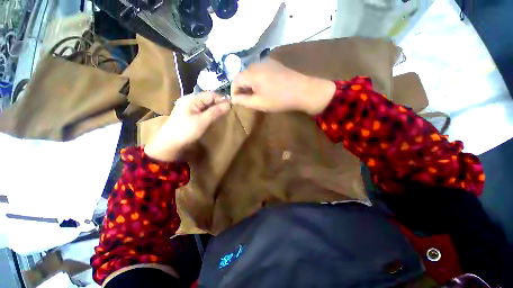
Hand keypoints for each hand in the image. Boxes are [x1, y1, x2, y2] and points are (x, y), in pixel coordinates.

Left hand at [144, 92, 230, 161]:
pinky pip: (202, 111)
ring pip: (206, 105)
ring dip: (215, 110)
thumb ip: (216, 111)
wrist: (169, 144)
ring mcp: (189, 108)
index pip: (211, 95)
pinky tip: (214, 118)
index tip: (231, 107)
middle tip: (228, 112)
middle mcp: (190, 100)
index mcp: (192, 99)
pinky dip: (209, 114)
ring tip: (223, 115)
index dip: (222, 99)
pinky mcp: (189, 115)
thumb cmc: (186, 131)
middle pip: (208, 99)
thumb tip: (229, 104)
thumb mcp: (203, 121)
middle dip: (219, 104)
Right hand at [230, 59, 335, 114]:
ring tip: (255, 94)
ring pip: (252, 72)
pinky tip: (264, 87)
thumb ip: (243, 101)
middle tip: (246, 99)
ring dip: (250, 83)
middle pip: (243, 75)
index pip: (235, 80)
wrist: (303, 91)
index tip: (237, 101)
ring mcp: (267, 62)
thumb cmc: (279, 99)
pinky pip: (260, 70)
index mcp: (251, 73)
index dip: (234, 91)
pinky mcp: (275, 63)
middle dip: (242, 87)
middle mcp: (257, 64)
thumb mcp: (259, 103)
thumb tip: (233, 99)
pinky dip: (258, 79)